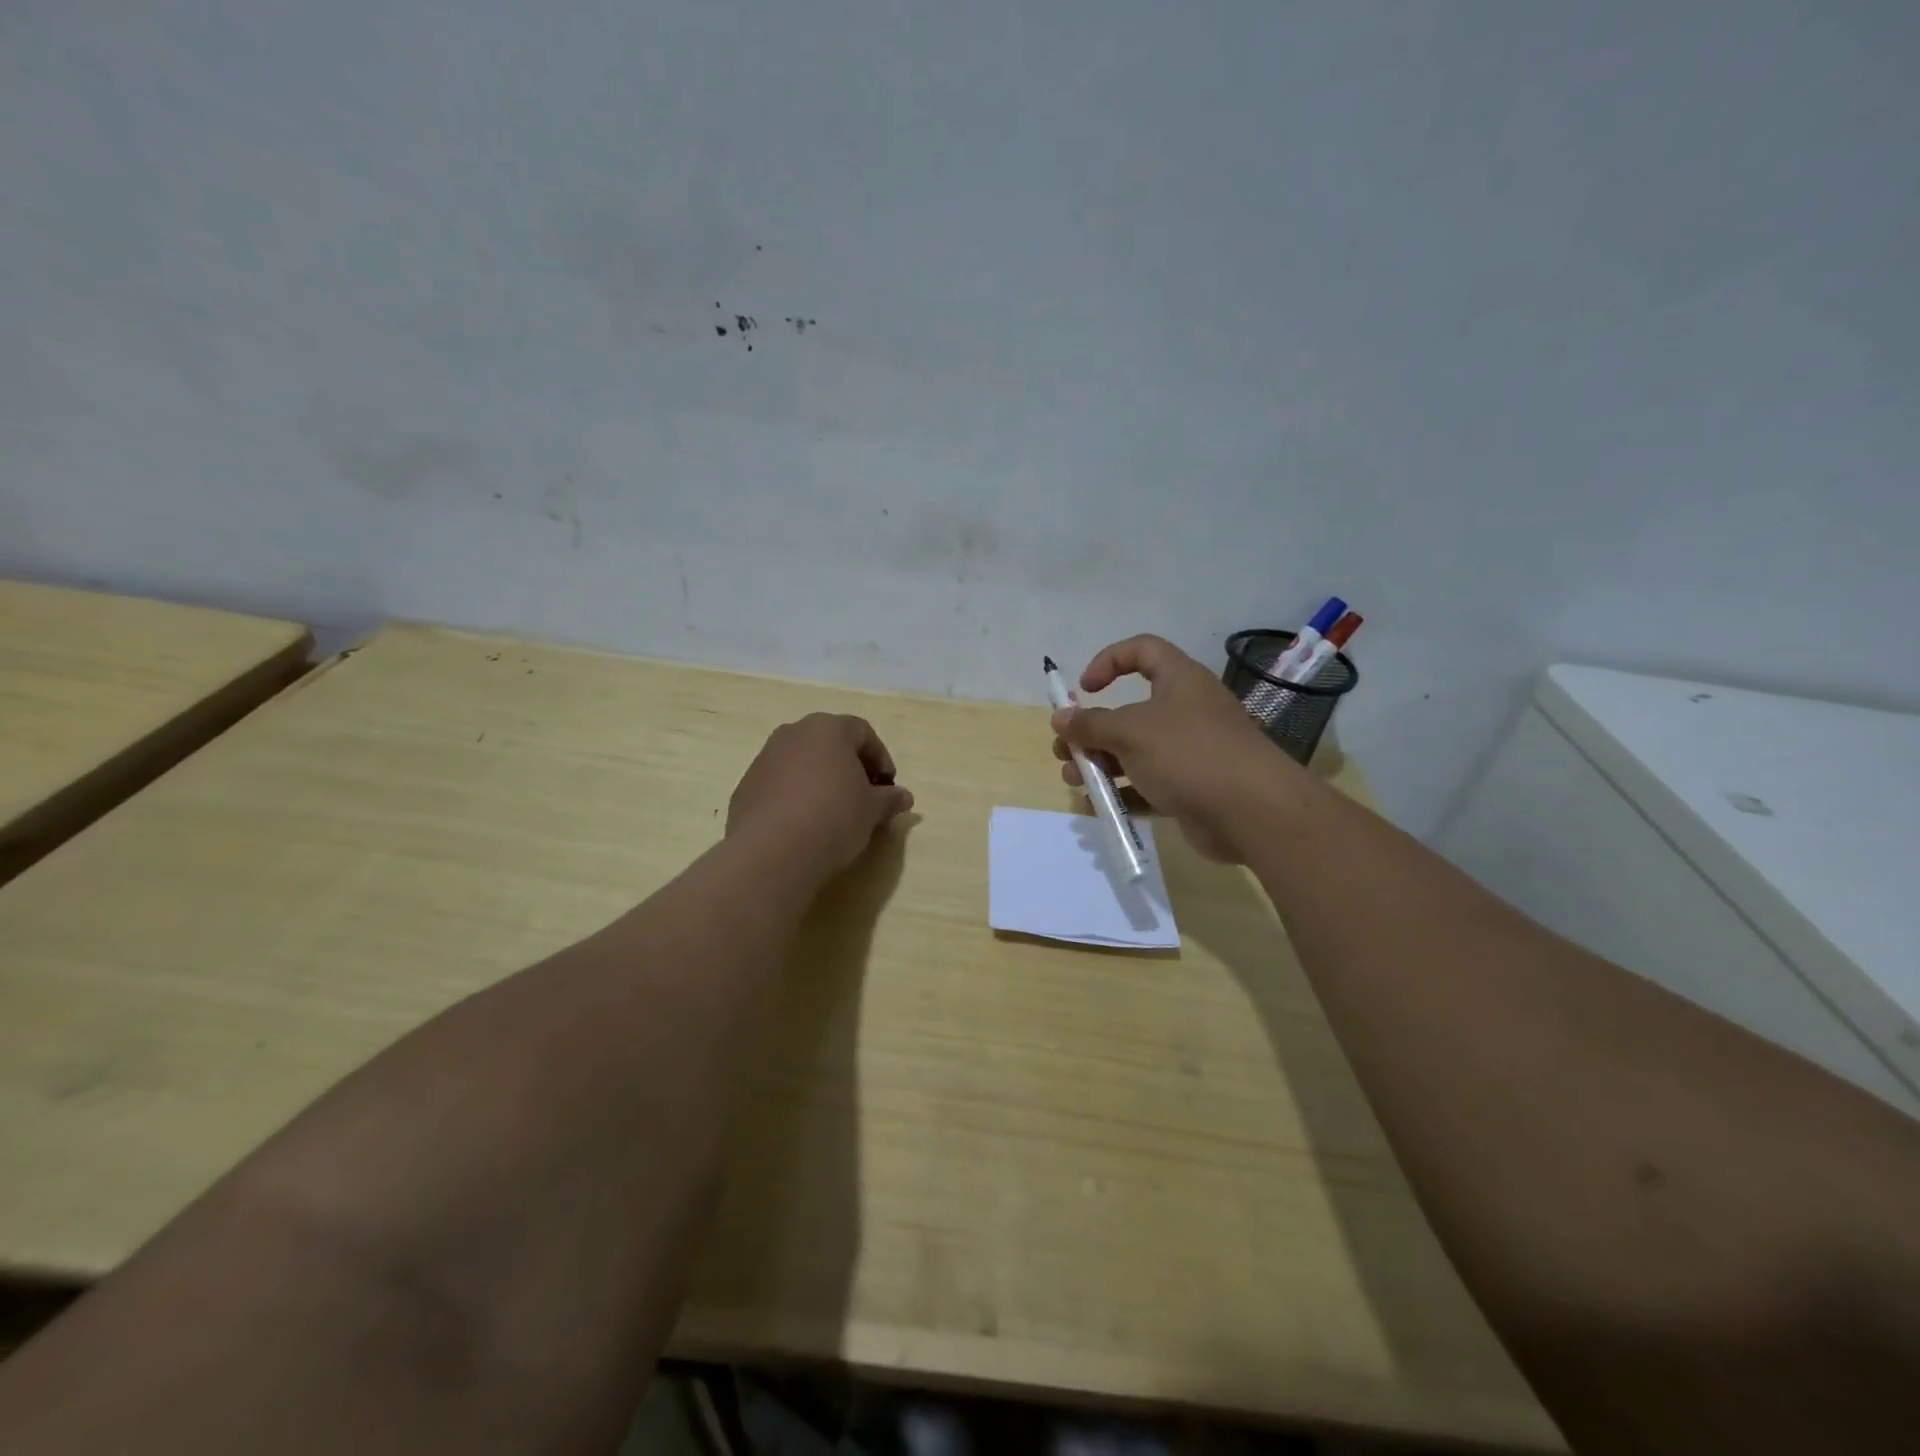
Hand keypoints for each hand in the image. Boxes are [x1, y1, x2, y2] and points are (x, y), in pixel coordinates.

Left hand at [728, 714, 914, 879]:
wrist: (772, 851)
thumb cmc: (834, 817)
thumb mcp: (872, 810)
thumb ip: (890, 799)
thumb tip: (904, 797)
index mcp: (828, 729)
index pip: (863, 733)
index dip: (881, 759)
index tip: (887, 788)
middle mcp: (793, 733)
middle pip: (830, 744)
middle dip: (850, 768)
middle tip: (863, 798)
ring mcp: (764, 758)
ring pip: (802, 763)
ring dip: (820, 781)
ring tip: (833, 814)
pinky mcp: (745, 787)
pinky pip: (779, 785)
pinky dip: (795, 797)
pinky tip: (804, 826)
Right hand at [1051, 635, 1296, 861]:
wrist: (1252, 811)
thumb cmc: (1188, 753)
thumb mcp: (1130, 732)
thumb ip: (1090, 724)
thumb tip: (1059, 717)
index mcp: (1179, 680)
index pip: (1143, 650)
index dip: (1109, 661)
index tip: (1084, 689)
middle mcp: (1186, 710)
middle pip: (1130, 710)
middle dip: (1092, 730)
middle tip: (1066, 751)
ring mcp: (1191, 751)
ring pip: (1136, 751)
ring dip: (1101, 764)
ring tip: (1075, 782)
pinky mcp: (1192, 788)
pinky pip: (1149, 785)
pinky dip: (1124, 792)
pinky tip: (1099, 806)